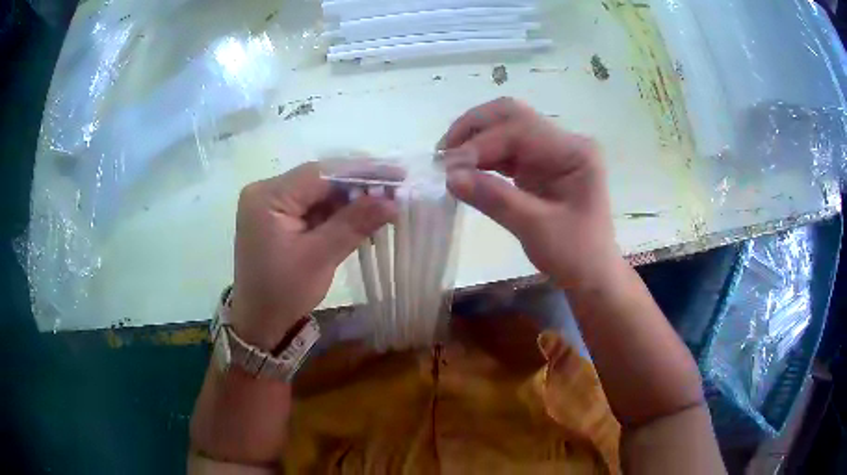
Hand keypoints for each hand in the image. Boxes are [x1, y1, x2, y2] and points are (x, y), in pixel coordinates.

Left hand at [231, 162, 395, 349]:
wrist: (259, 321)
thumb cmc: (283, 293)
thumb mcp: (319, 257)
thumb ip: (354, 223)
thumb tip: (392, 200)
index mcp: (268, 196)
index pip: (320, 173)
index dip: (362, 171)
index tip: (398, 175)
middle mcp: (267, 191)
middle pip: (320, 180)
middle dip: (359, 186)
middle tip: (396, 192)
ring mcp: (272, 204)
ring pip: (320, 193)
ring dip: (352, 200)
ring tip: (386, 207)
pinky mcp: (280, 217)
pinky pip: (314, 207)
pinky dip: (338, 213)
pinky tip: (363, 219)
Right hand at [442, 98, 621, 289]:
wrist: (591, 274)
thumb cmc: (574, 254)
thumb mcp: (535, 228)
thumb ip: (494, 198)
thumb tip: (450, 176)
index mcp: (574, 151)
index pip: (520, 130)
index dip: (481, 144)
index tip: (448, 167)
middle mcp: (564, 142)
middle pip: (512, 116)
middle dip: (474, 129)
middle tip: (442, 153)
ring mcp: (552, 151)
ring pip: (506, 128)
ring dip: (475, 140)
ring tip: (446, 161)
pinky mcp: (541, 165)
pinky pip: (507, 150)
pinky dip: (483, 156)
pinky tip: (464, 168)